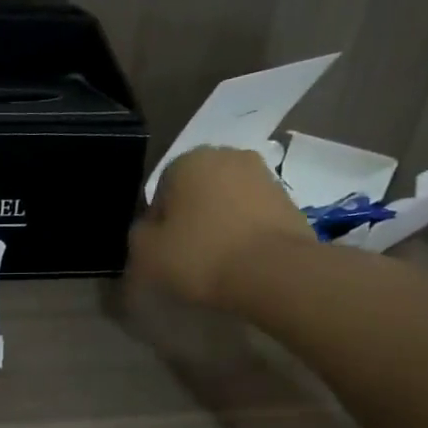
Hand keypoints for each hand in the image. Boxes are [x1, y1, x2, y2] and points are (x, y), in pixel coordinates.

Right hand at [128, 145, 312, 308]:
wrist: (273, 272)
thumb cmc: (201, 256)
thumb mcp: (146, 253)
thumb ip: (139, 235)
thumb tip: (149, 230)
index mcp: (188, 160)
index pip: (161, 192)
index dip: (157, 224)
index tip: (162, 252)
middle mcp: (228, 155)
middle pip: (196, 192)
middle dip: (190, 217)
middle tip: (188, 255)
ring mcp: (263, 176)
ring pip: (227, 202)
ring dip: (219, 224)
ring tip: (217, 260)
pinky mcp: (289, 200)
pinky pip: (252, 216)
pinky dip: (244, 232)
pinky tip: (241, 260)